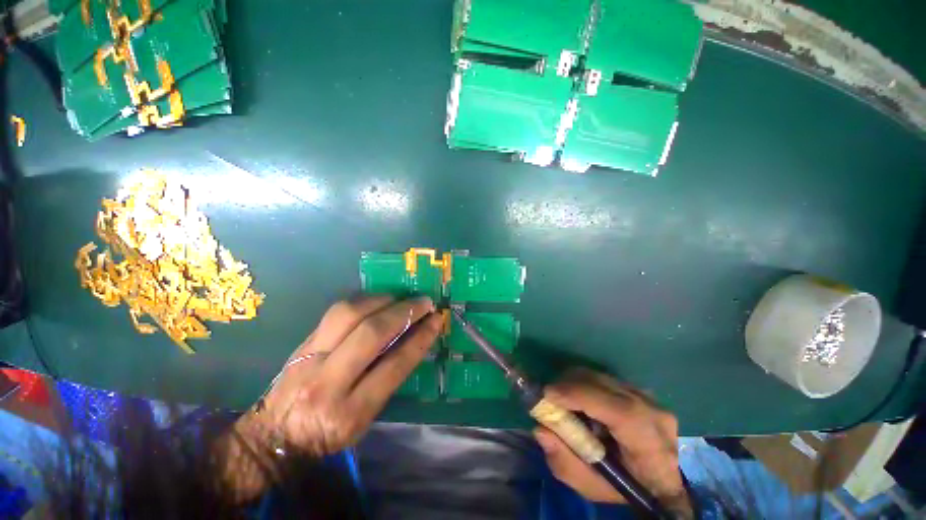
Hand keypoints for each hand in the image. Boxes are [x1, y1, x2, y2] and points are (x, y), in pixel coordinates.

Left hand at [250, 295, 441, 454]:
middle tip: (424, 303)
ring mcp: (310, 358)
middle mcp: (328, 382)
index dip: (420, 338)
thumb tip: (415, 339)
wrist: (274, 437)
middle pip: (371, 333)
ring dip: (383, 300)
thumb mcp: (366, 419)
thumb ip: (389, 378)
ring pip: (349, 314)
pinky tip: (377, 301)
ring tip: (401, 298)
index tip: (436, 320)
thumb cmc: (328, 434)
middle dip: (404, 312)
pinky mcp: (302, 343)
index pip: (394, 365)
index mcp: (350, 412)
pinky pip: (336, 312)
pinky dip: (363, 301)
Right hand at [533, 369, 692, 517]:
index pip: (617, 410)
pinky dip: (584, 384)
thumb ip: (565, 462)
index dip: (579, 396)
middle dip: (568, 385)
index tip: (547, 395)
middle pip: (603, 384)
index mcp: (650, 444)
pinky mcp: (639, 389)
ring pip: (600, 376)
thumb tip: (540, 430)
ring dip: (574, 384)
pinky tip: (580, 401)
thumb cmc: (625, 489)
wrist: (659, 482)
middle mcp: (653, 412)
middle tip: (548, 398)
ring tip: (564, 402)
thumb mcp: (591, 487)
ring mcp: (648, 397)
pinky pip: (603, 378)